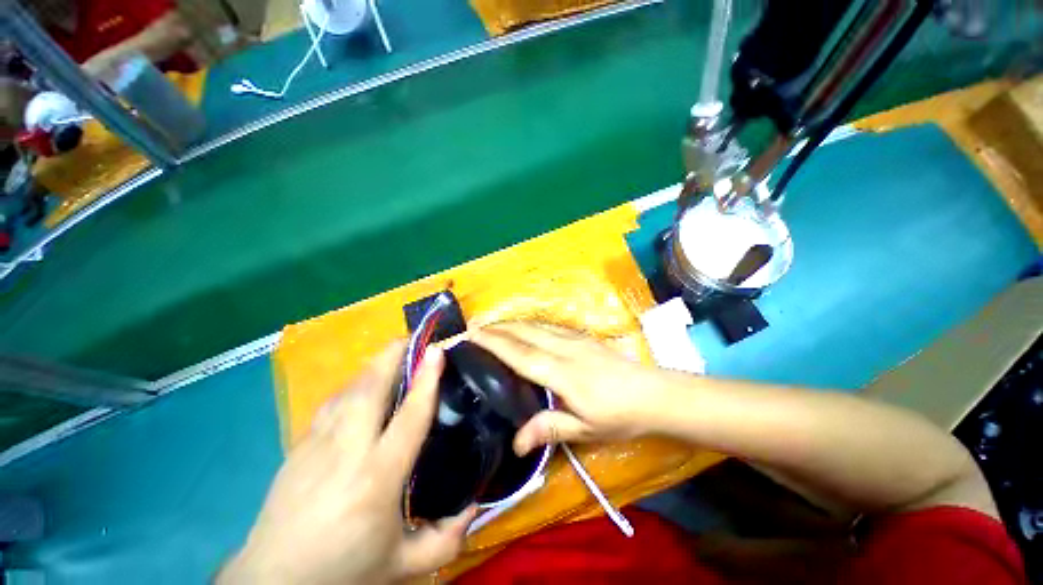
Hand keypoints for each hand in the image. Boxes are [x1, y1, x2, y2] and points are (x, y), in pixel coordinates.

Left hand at [218, 343, 474, 584]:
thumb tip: (476, 505)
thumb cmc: (342, 570)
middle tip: (414, 339)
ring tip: (393, 354)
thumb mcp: (403, 565)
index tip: (437, 351)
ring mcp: (318, 444)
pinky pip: (332, 402)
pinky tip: (362, 386)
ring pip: (349, 389)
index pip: (408, 415)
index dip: (426, 379)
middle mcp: (347, 451)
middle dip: (393, 355)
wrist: (272, 583)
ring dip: (373, 366)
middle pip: (370, 388)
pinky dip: (353, 385)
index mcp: (377, 478)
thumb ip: (446, 538)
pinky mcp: (299, 446)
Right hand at [472, 322, 682, 455]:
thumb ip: (548, 429)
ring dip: (512, 323)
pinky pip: (549, 326)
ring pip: (536, 325)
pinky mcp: (582, 336)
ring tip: (492, 325)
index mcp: (563, 373)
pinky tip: (524, 328)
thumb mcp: (585, 429)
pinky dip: (530, 324)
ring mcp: (575, 339)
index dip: (494, 343)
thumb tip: (516, 444)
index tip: (472, 334)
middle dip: (497, 327)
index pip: (520, 354)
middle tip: (473, 326)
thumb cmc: (620, 415)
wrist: (655, 394)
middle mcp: (565, 349)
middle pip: (525, 332)